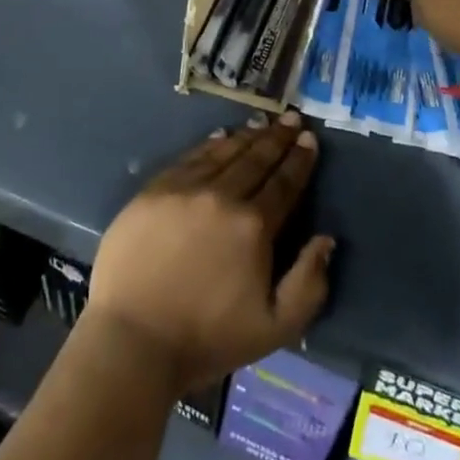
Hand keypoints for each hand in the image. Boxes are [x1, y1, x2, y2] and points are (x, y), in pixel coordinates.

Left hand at [87, 114, 334, 393]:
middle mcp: (222, 196)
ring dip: (247, 136)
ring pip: (224, 153)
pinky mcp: (154, 191)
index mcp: (254, 226)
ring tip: (263, 122)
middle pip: (256, 160)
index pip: (284, 183)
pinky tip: (221, 138)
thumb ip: (309, 283)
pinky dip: (210, 145)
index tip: (310, 139)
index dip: (300, 160)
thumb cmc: (208, 338)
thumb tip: (325, 239)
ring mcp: (184, 189)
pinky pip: (190, 158)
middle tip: (293, 119)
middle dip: (278, 138)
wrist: (133, 340)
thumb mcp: (276, 327)